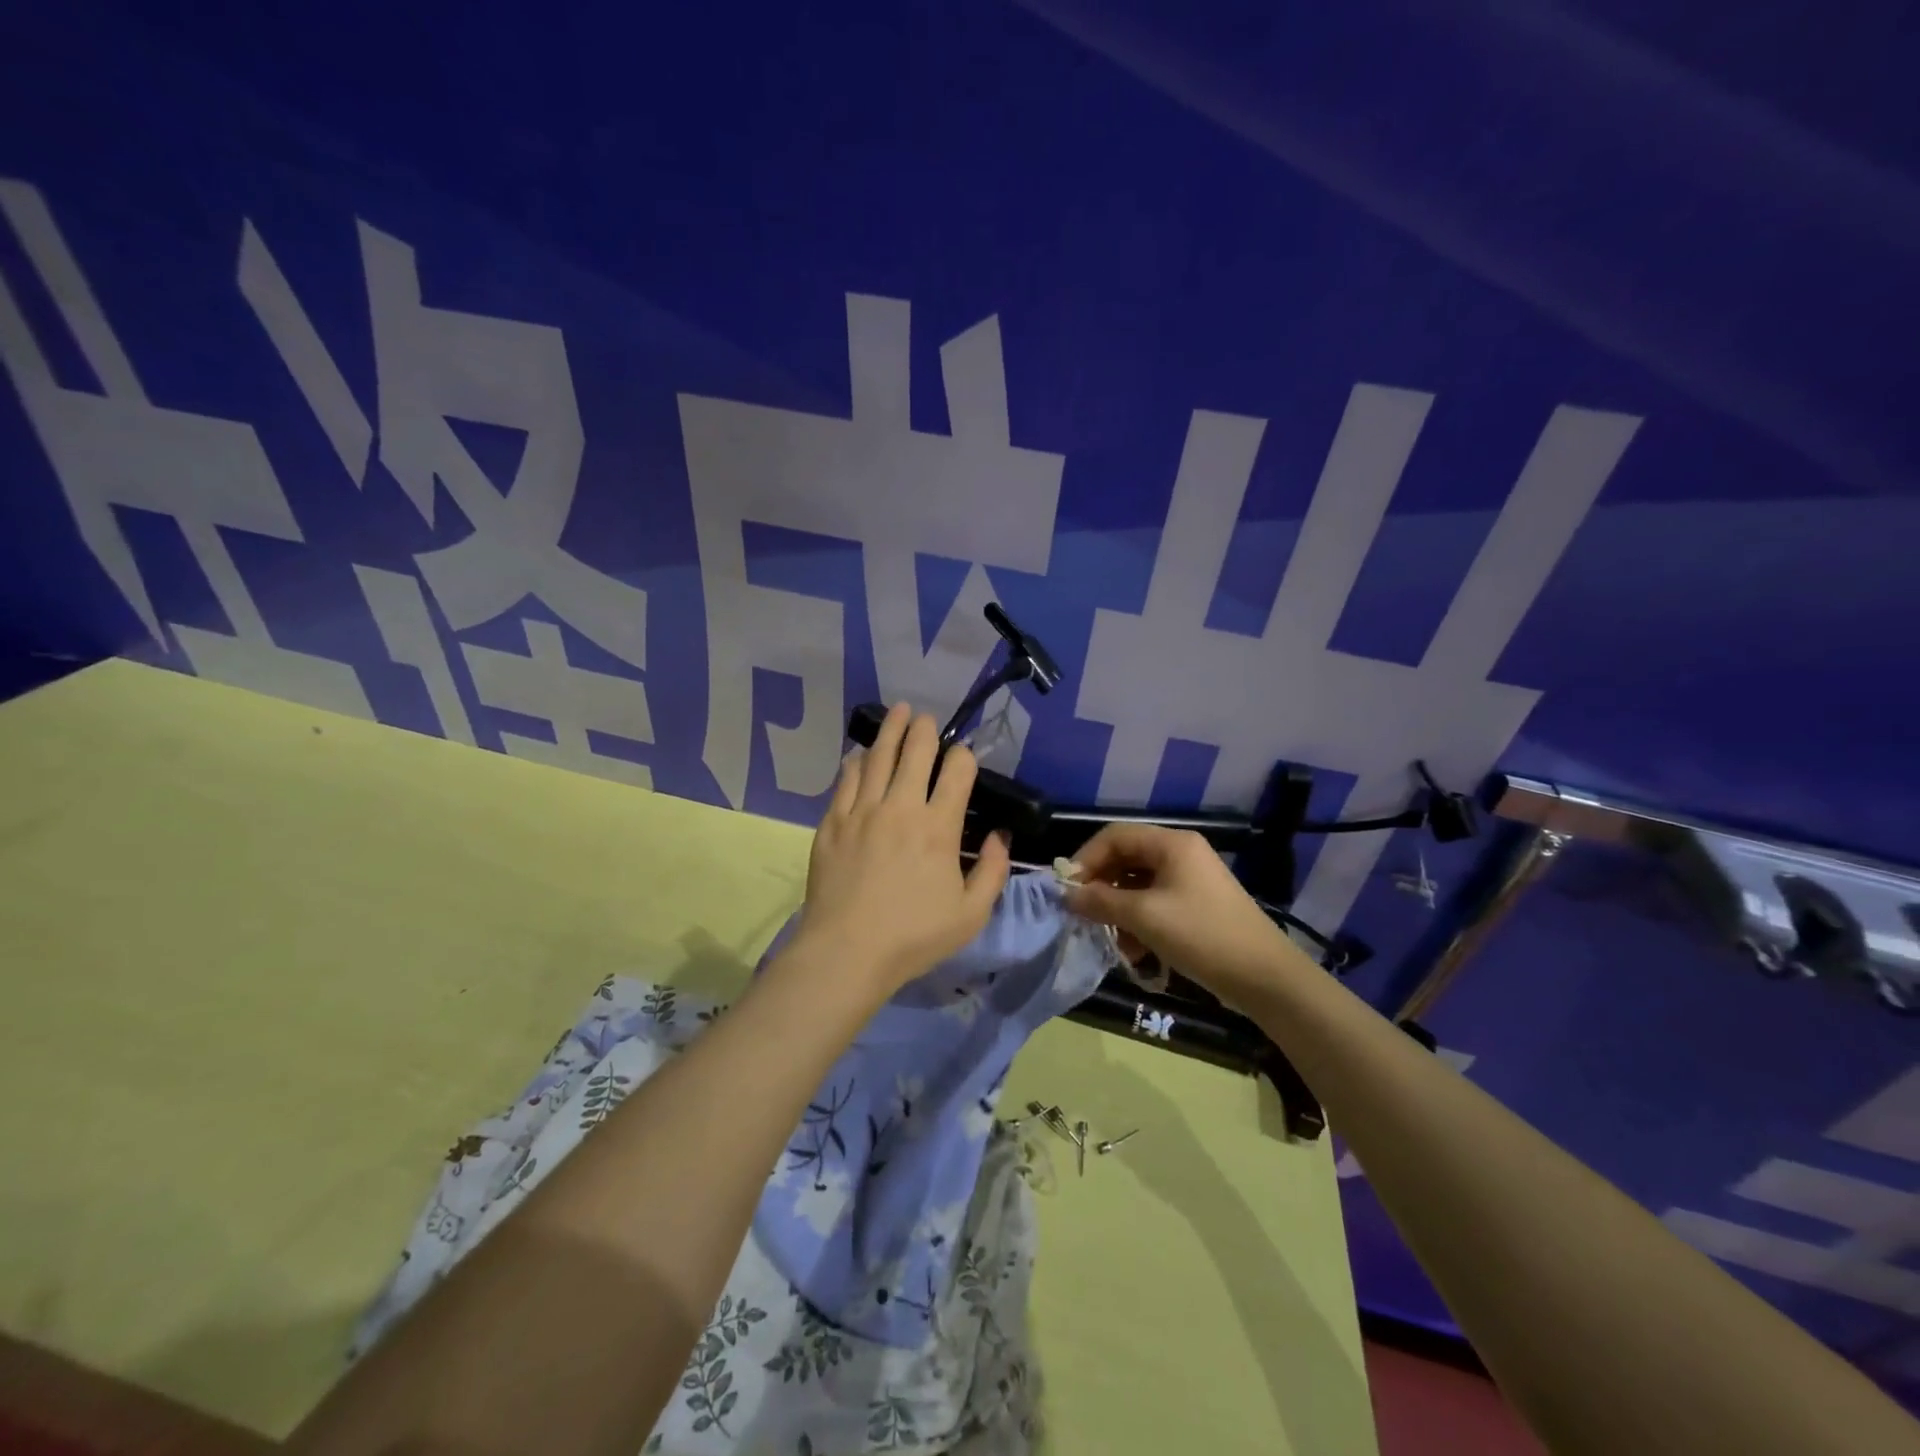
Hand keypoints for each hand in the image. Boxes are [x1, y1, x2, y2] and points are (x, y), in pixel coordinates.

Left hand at [797, 704, 1010, 996]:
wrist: (846, 952)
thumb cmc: (914, 936)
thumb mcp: (971, 914)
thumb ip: (993, 871)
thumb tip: (999, 835)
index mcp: (939, 827)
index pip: (957, 772)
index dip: (964, 756)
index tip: (963, 757)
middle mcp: (901, 808)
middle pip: (915, 752)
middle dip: (924, 730)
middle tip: (925, 718)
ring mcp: (862, 811)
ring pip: (878, 757)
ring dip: (890, 730)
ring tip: (898, 712)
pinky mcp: (832, 822)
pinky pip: (846, 780)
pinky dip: (856, 761)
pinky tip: (859, 754)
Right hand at [1062, 824, 1300, 1003]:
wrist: (1265, 977)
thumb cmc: (1202, 935)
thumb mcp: (1145, 917)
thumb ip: (1101, 902)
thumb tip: (1066, 895)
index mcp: (1171, 844)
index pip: (1115, 836)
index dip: (1086, 858)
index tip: (1068, 889)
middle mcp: (1180, 854)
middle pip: (1126, 859)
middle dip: (1102, 888)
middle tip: (1084, 915)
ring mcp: (1190, 880)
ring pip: (1138, 885)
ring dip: (1120, 911)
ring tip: (1114, 941)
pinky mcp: (1196, 905)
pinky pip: (1155, 904)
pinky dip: (1140, 923)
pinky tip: (1137, 953)